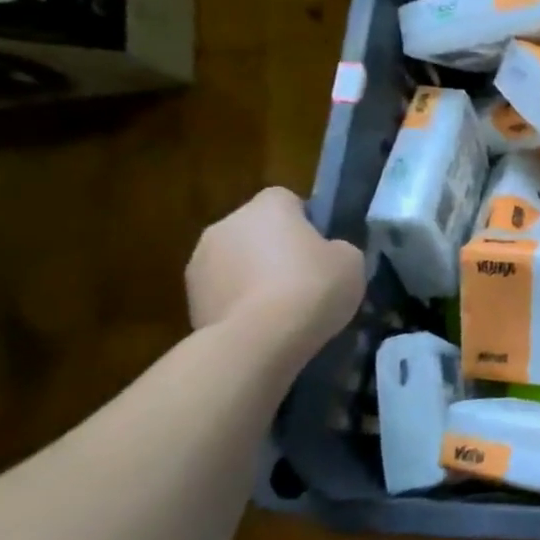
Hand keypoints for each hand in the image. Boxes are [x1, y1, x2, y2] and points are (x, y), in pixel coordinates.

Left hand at [186, 188, 362, 350]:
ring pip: (236, 260)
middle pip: (256, 229)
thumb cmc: (312, 287)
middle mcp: (227, 224)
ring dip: (253, 275)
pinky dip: (238, 302)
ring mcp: (200, 261)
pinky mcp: (189, 298)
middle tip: (304, 277)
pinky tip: (261, 325)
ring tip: (281, 307)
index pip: (286, 199)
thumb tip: (327, 252)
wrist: (259, 340)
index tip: (321, 247)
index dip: (305, 221)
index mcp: (267, 206)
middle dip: (274, 248)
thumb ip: (337, 247)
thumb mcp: (350, 261)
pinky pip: (223, 291)